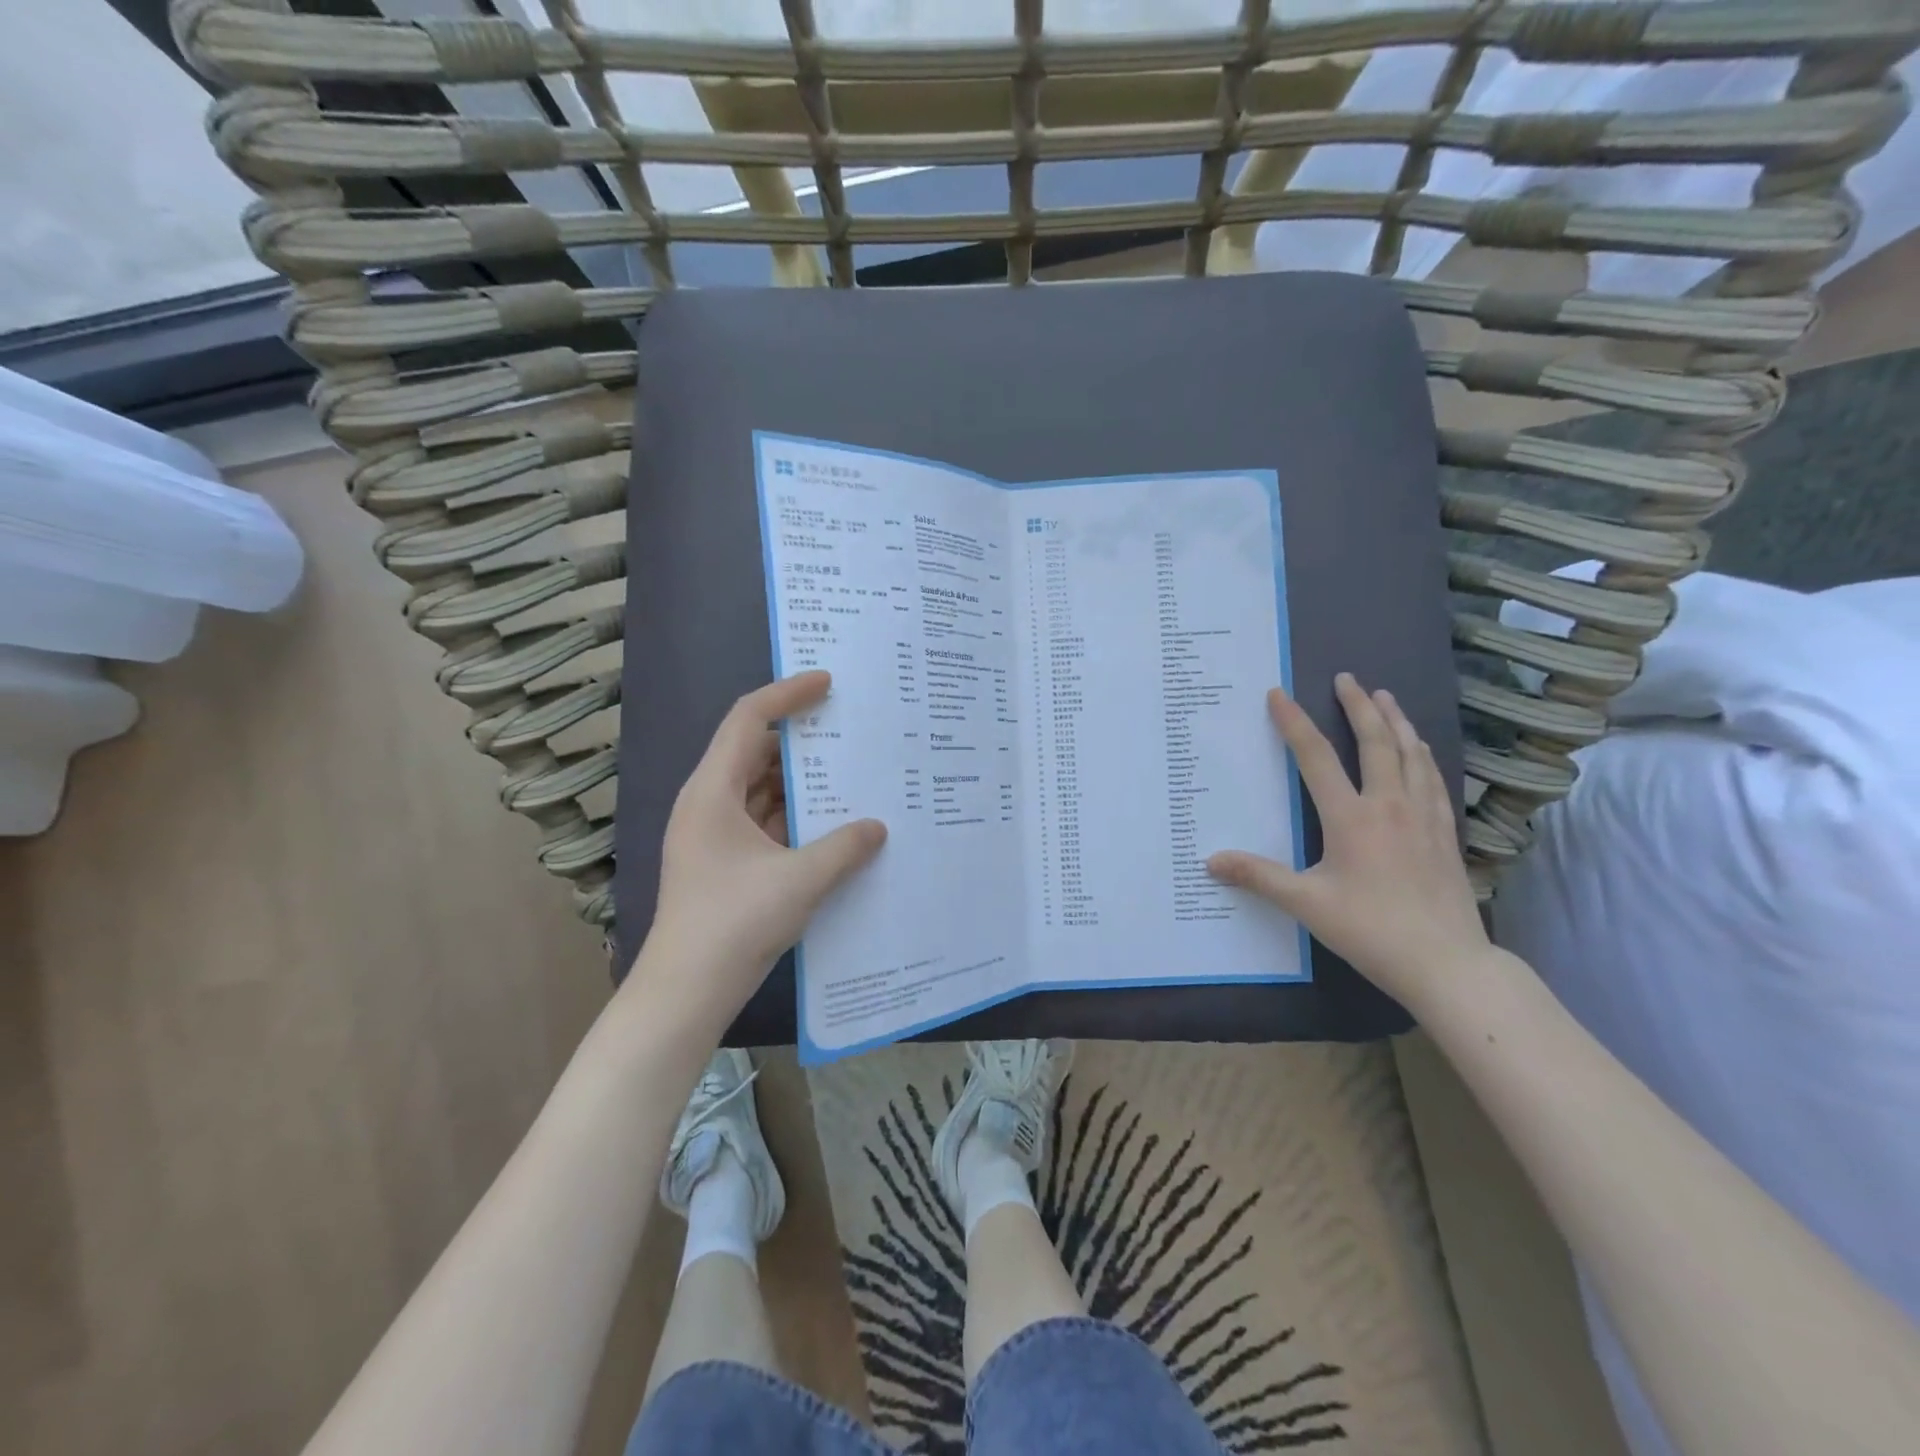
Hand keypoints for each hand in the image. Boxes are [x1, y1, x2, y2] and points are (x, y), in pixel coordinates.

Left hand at [635, 672, 886, 1025]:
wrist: (687, 991)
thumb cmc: (734, 922)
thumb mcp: (800, 880)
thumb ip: (844, 847)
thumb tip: (879, 827)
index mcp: (713, 791)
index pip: (748, 720)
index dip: (787, 695)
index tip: (826, 682)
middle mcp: (709, 803)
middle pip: (755, 752)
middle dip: (801, 739)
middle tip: (848, 727)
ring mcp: (716, 835)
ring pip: (761, 790)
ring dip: (801, 782)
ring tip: (849, 772)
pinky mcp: (726, 862)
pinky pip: (764, 822)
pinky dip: (795, 816)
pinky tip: (833, 822)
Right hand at [1206, 673, 1487, 1004]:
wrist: (1447, 963)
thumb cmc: (1370, 929)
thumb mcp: (1306, 904)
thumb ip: (1259, 877)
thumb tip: (1211, 861)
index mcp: (1351, 817)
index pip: (1316, 758)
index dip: (1294, 723)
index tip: (1278, 694)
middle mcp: (1390, 805)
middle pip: (1375, 742)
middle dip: (1359, 706)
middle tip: (1347, 678)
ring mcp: (1425, 817)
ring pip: (1411, 754)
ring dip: (1396, 722)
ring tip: (1385, 698)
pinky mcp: (1446, 833)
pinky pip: (1434, 779)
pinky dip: (1423, 755)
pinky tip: (1421, 751)